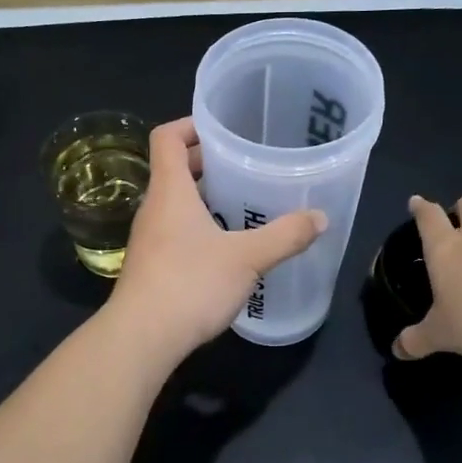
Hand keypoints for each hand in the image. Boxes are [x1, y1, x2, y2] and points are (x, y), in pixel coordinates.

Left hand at [107, 117, 326, 359]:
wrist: (141, 338)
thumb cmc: (190, 284)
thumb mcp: (246, 258)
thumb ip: (284, 236)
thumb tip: (320, 218)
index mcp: (170, 191)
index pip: (167, 137)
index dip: (191, 124)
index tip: (223, 128)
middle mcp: (154, 208)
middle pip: (173, 169)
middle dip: (206, 161)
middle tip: (244, 164)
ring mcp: (149, 239)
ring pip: (175, 203)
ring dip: (204, 196)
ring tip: (242, 202)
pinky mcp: (151, 265)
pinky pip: (175, 230)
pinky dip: (199, 226)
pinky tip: (227, 246)